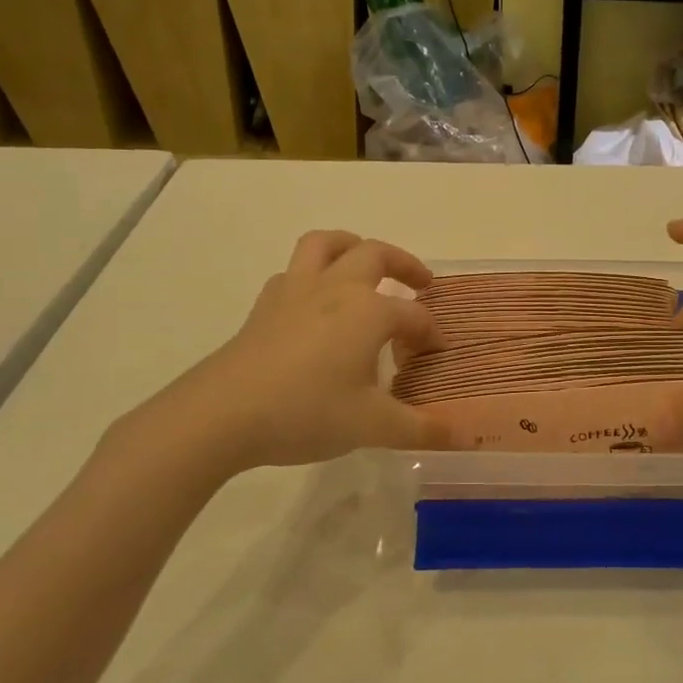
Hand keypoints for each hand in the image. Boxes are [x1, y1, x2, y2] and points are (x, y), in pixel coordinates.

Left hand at [110, 231, 448, 488]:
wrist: (222, 414)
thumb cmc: (307, 412)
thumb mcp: (372, 426)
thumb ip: (419, 429)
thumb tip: (460, 437)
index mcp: (369, 311)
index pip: (414, 316)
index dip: (430, 334)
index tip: (436, 355)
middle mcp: (336, 288)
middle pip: (376, 255)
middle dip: (405, 264)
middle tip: (421, 282)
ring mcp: (296, 291)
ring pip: (326, 244)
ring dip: (352, 246)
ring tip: (365, 264)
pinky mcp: (265, 305)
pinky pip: (294, 272)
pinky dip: (312, 275)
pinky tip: (314, 302)